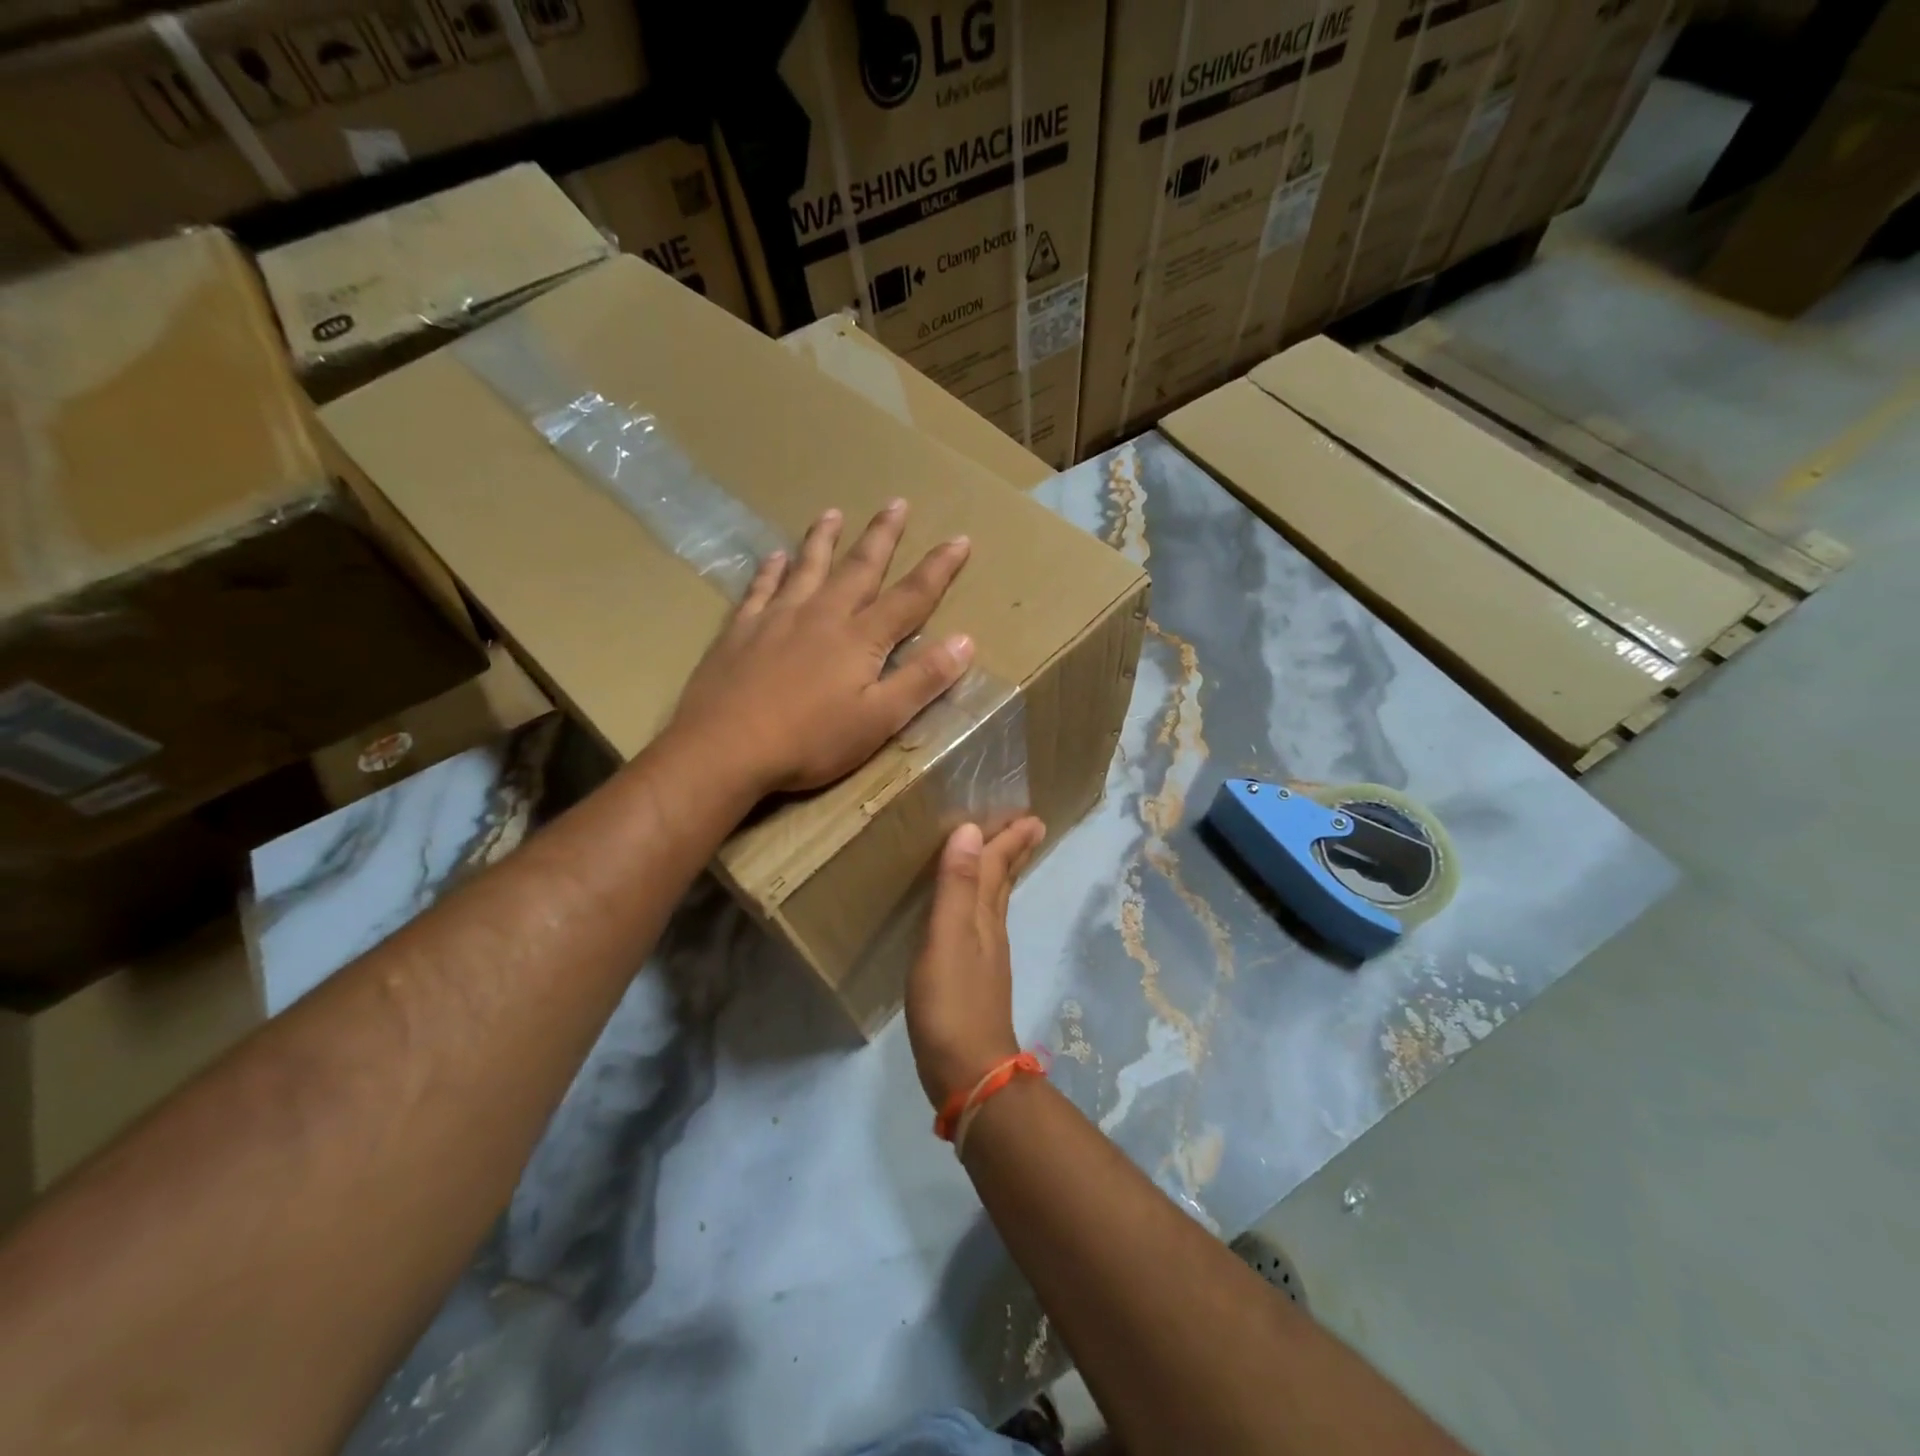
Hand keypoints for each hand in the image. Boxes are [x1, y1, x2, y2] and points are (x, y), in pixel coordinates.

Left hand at [670, 501, 974, 795]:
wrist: (724, 749)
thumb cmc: (809, 741)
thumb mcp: (879, 720)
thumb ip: (922, 680)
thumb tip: (966, 640)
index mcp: (860, 638)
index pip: (911, 596)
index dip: (939, 568)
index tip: (960, 539)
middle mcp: (822, 615)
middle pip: (859, 567)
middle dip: (882, 535)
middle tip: (896, 502)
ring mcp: (777, 618)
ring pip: (807, 567)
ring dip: (823, 539)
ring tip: (832, 512)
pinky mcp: (741, 630)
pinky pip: (760, 588)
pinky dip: (770, 570)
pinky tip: (774, 557)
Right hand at [906, 817, 1046, 1109]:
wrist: (969, 1071)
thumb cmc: (952, 1002)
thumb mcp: (946, 938)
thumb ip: (954, 886)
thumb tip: (970, 830)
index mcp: (983, 916)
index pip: (996, 866)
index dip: (1008, 840)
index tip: (1030, 816)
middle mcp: (989, 930)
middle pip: (1003, 882)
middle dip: (1013, 853)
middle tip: (1029, 827)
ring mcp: (985, 957)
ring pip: (994, 903)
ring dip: (999, 876)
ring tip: (1002, 858)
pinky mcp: (974, 980)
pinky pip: (981, 926)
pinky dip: (981, 906)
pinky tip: (973, 916)